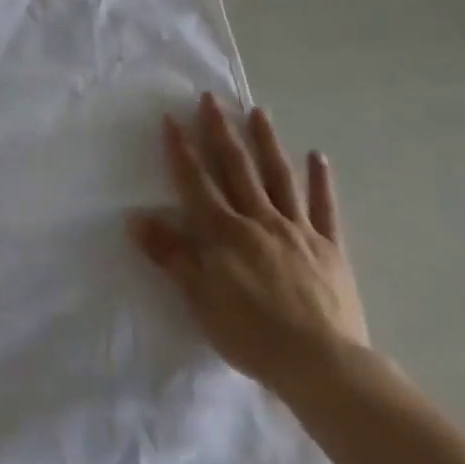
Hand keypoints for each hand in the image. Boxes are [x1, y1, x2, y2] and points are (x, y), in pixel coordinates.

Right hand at [129, 93, 368, 402]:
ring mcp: (297, 230)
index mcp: (224, 232)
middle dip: (221, 131)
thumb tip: (135, 219)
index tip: (171, 118)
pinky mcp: (329, 248)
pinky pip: (324, 208)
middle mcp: (259, 220)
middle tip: (212, 98)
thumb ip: (171, 255)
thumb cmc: (252, 334)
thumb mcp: (200, 298)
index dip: (182, 149)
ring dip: (266, 142)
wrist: (322, 365)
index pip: (196, 182)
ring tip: (258, 111)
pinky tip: (318, 156)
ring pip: (279, 177)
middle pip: (236, 168)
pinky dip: (321, 181)